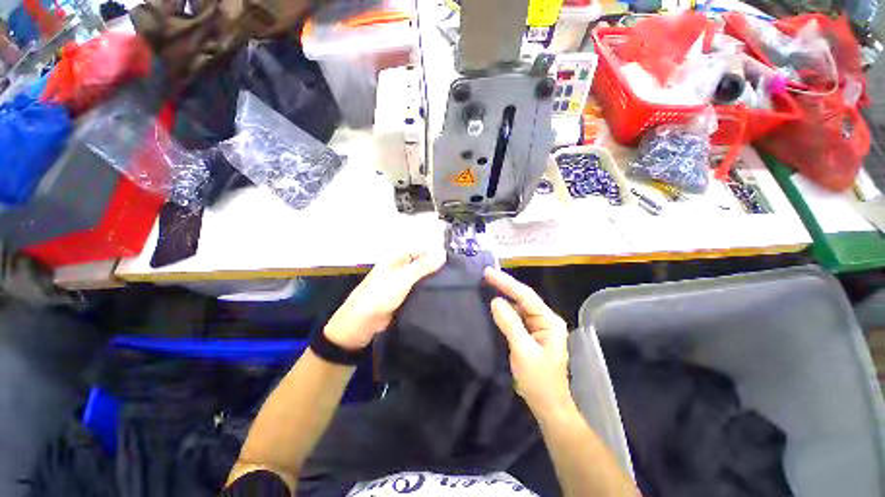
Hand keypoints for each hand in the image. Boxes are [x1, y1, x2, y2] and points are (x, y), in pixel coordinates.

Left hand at [324, 250, 446, 349]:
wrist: (361, 324)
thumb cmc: (380, 295)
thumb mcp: (402, 278)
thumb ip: (422, 266)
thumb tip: (443, 253)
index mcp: (396, 260)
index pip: (419, 252)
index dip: (434, 254)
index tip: (453, 262)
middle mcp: (399, 270)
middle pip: (421, 265)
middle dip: (436, 269)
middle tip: (456, 276)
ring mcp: (401, 285)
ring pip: (421, 280)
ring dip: (433, 282)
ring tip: (453, 285)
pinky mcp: (403, 299)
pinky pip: (418, 292)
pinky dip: (428, 293)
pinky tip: (441, 296)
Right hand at [484, 267, 571, 413]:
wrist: (548, 406)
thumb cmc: (539, 381)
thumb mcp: (523, 351)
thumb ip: (510, 324)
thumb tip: (495, 301)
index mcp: (549, 321)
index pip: (526, 296)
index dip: (507, 283)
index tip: (489, 273)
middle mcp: (545, 320)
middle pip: (522, 298)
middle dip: (505, 286)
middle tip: (485, 274)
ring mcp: (537, 327)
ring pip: (518, 306)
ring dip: (504, 295)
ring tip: (487, 284)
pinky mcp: (529, 335)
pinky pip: (515, 317)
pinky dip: (504, 309)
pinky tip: (494, 304)